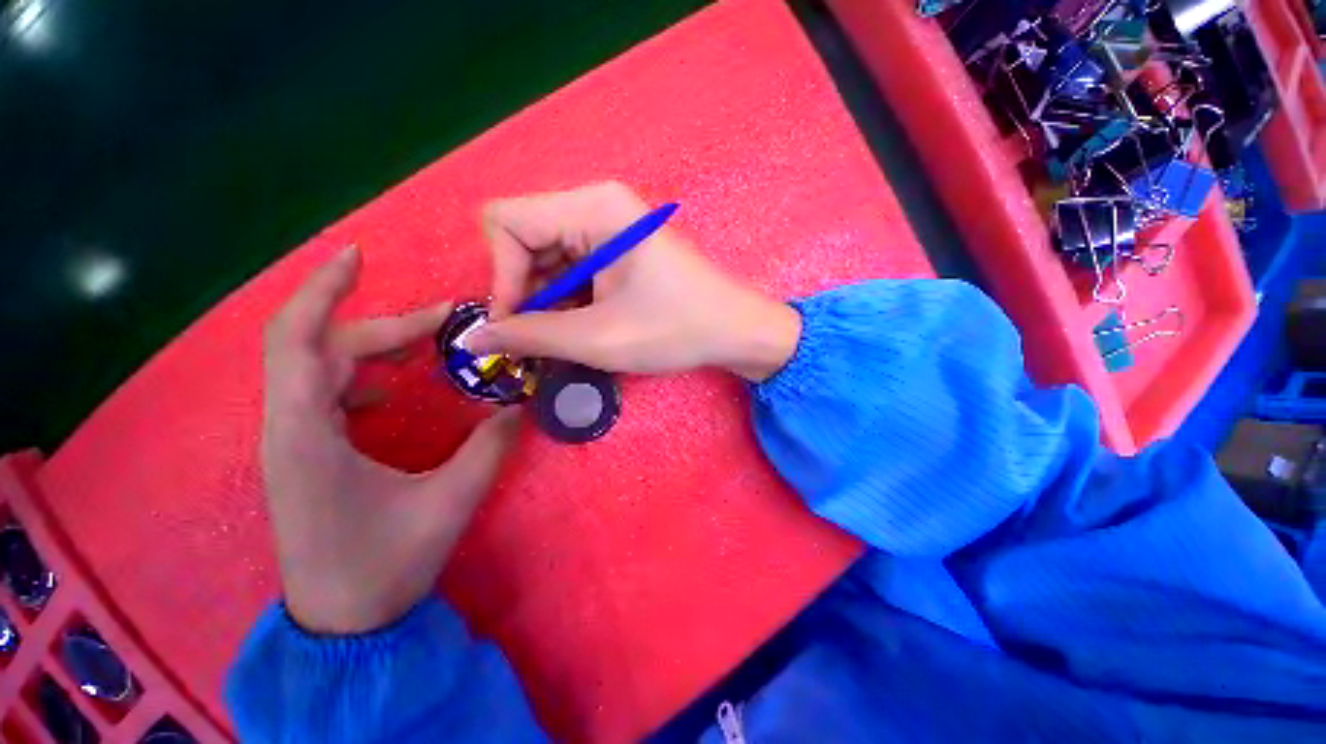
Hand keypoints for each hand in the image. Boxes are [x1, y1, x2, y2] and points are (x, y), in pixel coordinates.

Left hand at [262, 247, 520, 634]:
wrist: (343, 621)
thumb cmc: (386, 565)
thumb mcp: (450, 501)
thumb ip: (489, 446)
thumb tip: (519, 404)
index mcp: (308, 436)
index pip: (299, 341)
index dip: (323, 290)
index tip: (360, 256)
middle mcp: (290, 429)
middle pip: (323, 348)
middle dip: (386, 326)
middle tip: (446, 323)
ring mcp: (294, 441)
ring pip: (323, 368)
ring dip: (374, 347)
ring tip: (426, 345)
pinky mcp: (305, 452)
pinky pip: (326, 393)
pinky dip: (362, 376)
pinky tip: (394, 388)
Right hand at [468, 182, 801, 381]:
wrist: (736, 330)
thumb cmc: (675, 329)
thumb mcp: (599, 338)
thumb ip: (531, 336)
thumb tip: (476, 337)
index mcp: (593, 208)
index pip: (507, 223)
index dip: (500, 276)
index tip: (513, 325)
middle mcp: (596, 207)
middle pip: (525, 240)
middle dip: (523, 293)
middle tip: (535, 340)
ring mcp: (609, 229)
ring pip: (547, 259)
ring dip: (545, 303)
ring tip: (561, 340)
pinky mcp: (618, 251)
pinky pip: (573, 269)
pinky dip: (566, 302)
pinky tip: (580, 328)